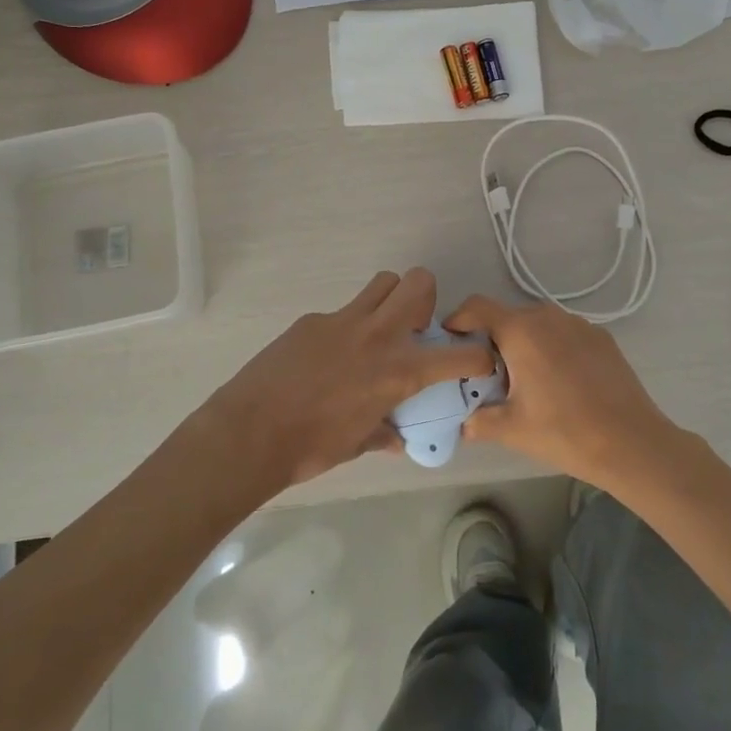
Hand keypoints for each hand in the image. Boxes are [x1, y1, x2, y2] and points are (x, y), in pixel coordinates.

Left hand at [198, 269, 495, 491]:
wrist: (250, 432)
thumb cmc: (311, 448)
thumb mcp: (358, 444)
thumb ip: (384, 433)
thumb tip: (396, 436)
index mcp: (399, 371)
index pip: (461, 355)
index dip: (480, 357)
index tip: (478, 363)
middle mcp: (379, 335)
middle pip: (419, 282)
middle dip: (427, 298)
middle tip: (414, 328)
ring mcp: (343, 321)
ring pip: (382, 283)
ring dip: (390, 300)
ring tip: (377, 331)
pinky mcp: (312, 320)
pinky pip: (342, 312)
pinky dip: (346, 328)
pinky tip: (326, 358)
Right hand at [443, 296, 685, 493]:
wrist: (632, 443)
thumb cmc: (564, 431)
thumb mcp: (511, 429)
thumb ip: (478, 420)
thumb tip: (462, 423)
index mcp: (521, 330)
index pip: (477, 306)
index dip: (459, 320)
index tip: (452, 344)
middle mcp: (548, 316)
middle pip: (508, 316)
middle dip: (492, 339)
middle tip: (488, 374)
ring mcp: (579, 324)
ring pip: (538, 324)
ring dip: (524, 343)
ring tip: (526, 380)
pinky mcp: (601, 336)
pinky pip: (564, 333)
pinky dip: (553, 348)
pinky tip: (561, 382)